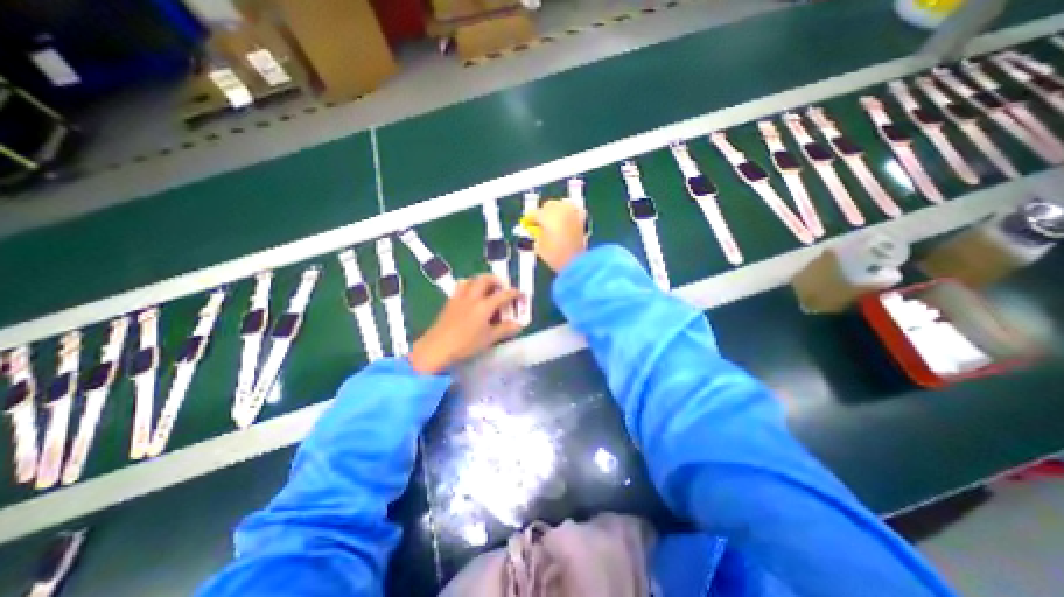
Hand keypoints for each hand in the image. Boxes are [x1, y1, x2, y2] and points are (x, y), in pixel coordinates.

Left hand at [407, 274, 522, 373]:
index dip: (514, 293)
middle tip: (502, 286)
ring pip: (470, 280)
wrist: (437, 348)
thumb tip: (518, 325)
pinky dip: (469, 286)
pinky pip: (460, 287)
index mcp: (484, 306)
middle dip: (496, 279)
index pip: (503, 294)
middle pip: (485, 279)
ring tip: (486, 288)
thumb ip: (505, 329)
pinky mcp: (449, 302)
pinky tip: (471, 297)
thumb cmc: (466, 344)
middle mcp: (472, 297)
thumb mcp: (489, 339)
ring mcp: (459, 298)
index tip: (521, 294)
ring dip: (480, 280)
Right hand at [525, 201, 585, 273]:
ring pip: (561, 205)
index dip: (530, 219)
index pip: (534, 213)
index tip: (528, 224)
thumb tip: (536, 230)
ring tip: (553, 222)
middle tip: (541, 223)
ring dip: (556, 211)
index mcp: (546, 215)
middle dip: (544, 213)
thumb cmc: (555, 256)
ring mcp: (572, 212)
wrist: (577, 262)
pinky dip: (568, 214)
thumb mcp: (539, 247)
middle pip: (549, 205)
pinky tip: (565, 222)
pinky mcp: (581, 218)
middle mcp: (560, 209)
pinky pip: (573, 211)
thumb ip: (536, 235)